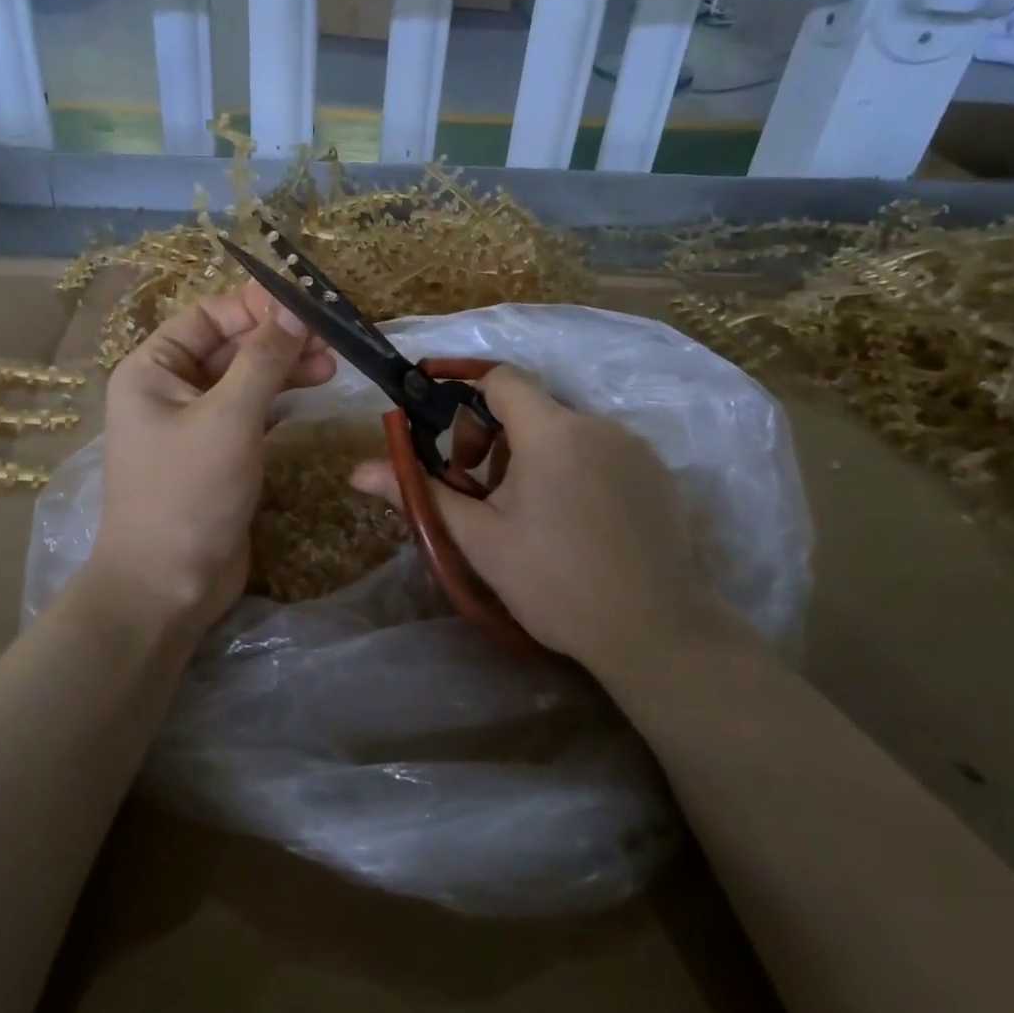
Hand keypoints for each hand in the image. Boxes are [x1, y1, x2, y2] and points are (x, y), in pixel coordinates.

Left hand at [88, 284, 334, 634]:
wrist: (169, 586)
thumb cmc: (189, 493)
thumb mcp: (228, 418)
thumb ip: (263, 360)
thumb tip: (295, 310)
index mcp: (151, 370)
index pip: (207, 317)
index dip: (254, 305)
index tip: (305, 303)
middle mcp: (168, 389)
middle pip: (228, 346)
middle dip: (277, 339)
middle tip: (330, 338)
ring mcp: (194, 423)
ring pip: (244, 379)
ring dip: (285, 368)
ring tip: (333, 365)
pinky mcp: (218, 453)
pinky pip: (250, 411)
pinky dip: (279, 398)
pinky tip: (311, 390)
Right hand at [350, 365, 743, 667]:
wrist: (655, 634)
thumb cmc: (554, 583)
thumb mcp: (479, 540)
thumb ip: (420, 494)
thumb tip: (357, 471)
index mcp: (551, 432)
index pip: (500, 379)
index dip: (463, 388)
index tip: (440, 422)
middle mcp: (597, 424)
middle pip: (530, 407)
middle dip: (493, 436)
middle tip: (478, 489)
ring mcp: (634, 447)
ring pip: (564, 431)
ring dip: (532, 455)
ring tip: (524, 513)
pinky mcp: (656, 473)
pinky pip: (599, 451)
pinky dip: (571, 468)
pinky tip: (571, 521)